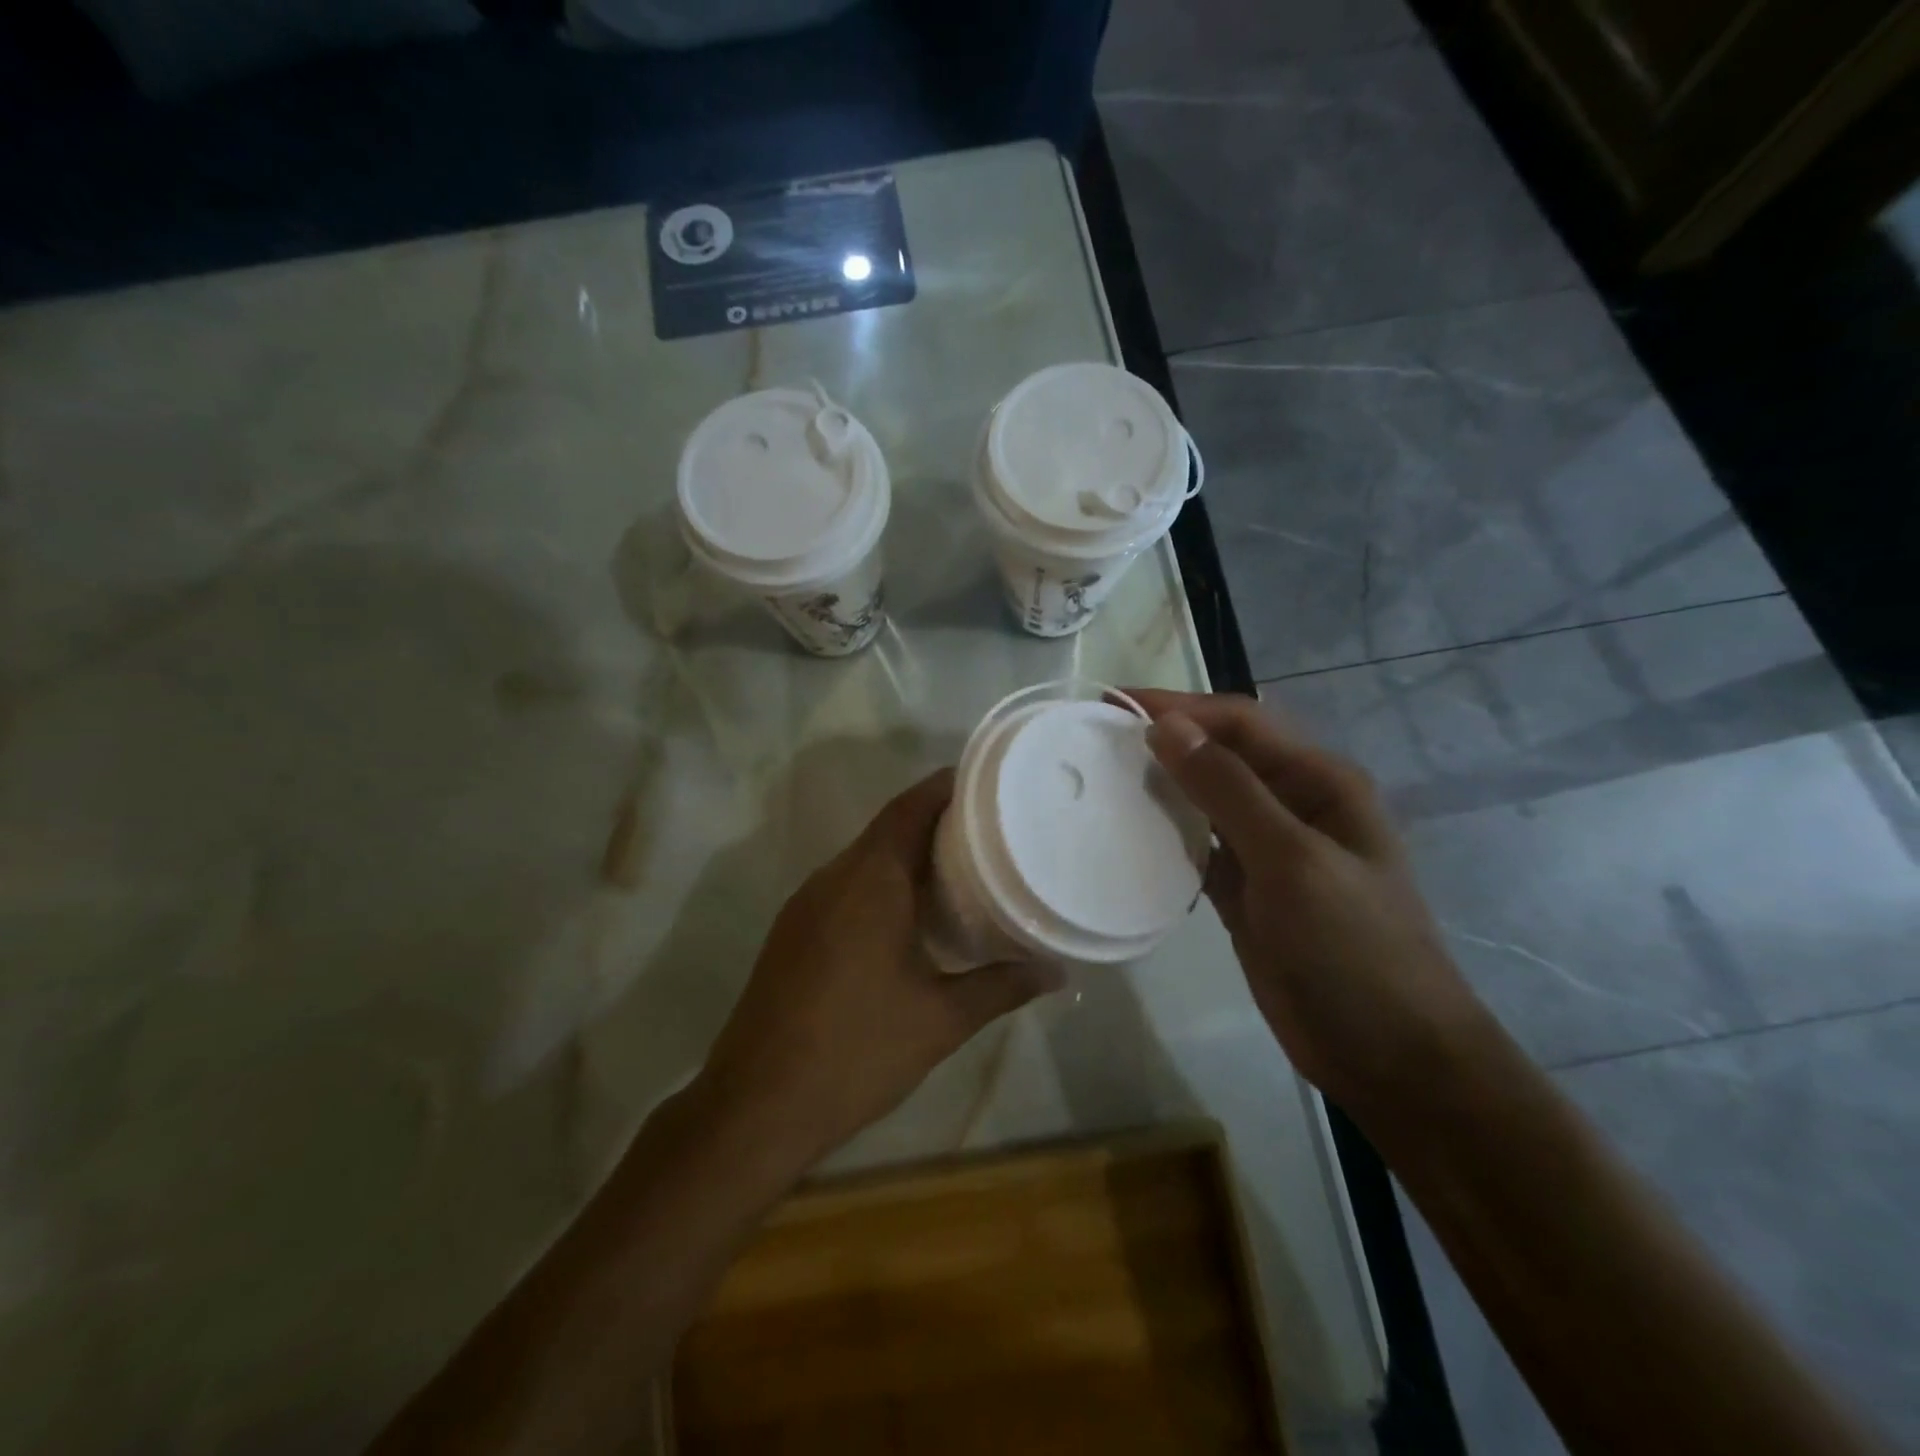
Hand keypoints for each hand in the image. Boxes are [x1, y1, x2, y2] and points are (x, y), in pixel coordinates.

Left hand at [698, 768, 1063, 1168]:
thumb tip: (1057, 972)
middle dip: (935, 821)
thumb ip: (1002, 987)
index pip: (909, 808)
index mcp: (869, 881)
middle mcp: (833, 878)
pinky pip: (845, 886)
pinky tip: (910, 915)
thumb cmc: (857, 1051)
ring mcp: (806, 904)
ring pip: (864, 858)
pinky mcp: (793, 931)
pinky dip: (881, 883)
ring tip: (960, 867)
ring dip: (906, 855)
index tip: (986, 783)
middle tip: (990, 829)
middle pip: (888, 828)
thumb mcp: (941, 1019)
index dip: (945, 788)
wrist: (756, 1104)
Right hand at [1128, 689, 1490, 1118]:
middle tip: (1095, 738)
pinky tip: (1127, 832)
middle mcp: (1293, 804)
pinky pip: (1197, 848)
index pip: (1241, 722)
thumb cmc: (1353, 948)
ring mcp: (1267, 850)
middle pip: (1220, 754)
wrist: (1387, 1054)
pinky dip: (1165, 836)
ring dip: (1161, 785)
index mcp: (1319, 782)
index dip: (1180, 707)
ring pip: (1205, 799)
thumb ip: (1229, 790)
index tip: (1114, 705)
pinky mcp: (1245, 891)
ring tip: (1101, 777)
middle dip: (1166, 739)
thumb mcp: (1292, 860)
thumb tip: (1167, 726)